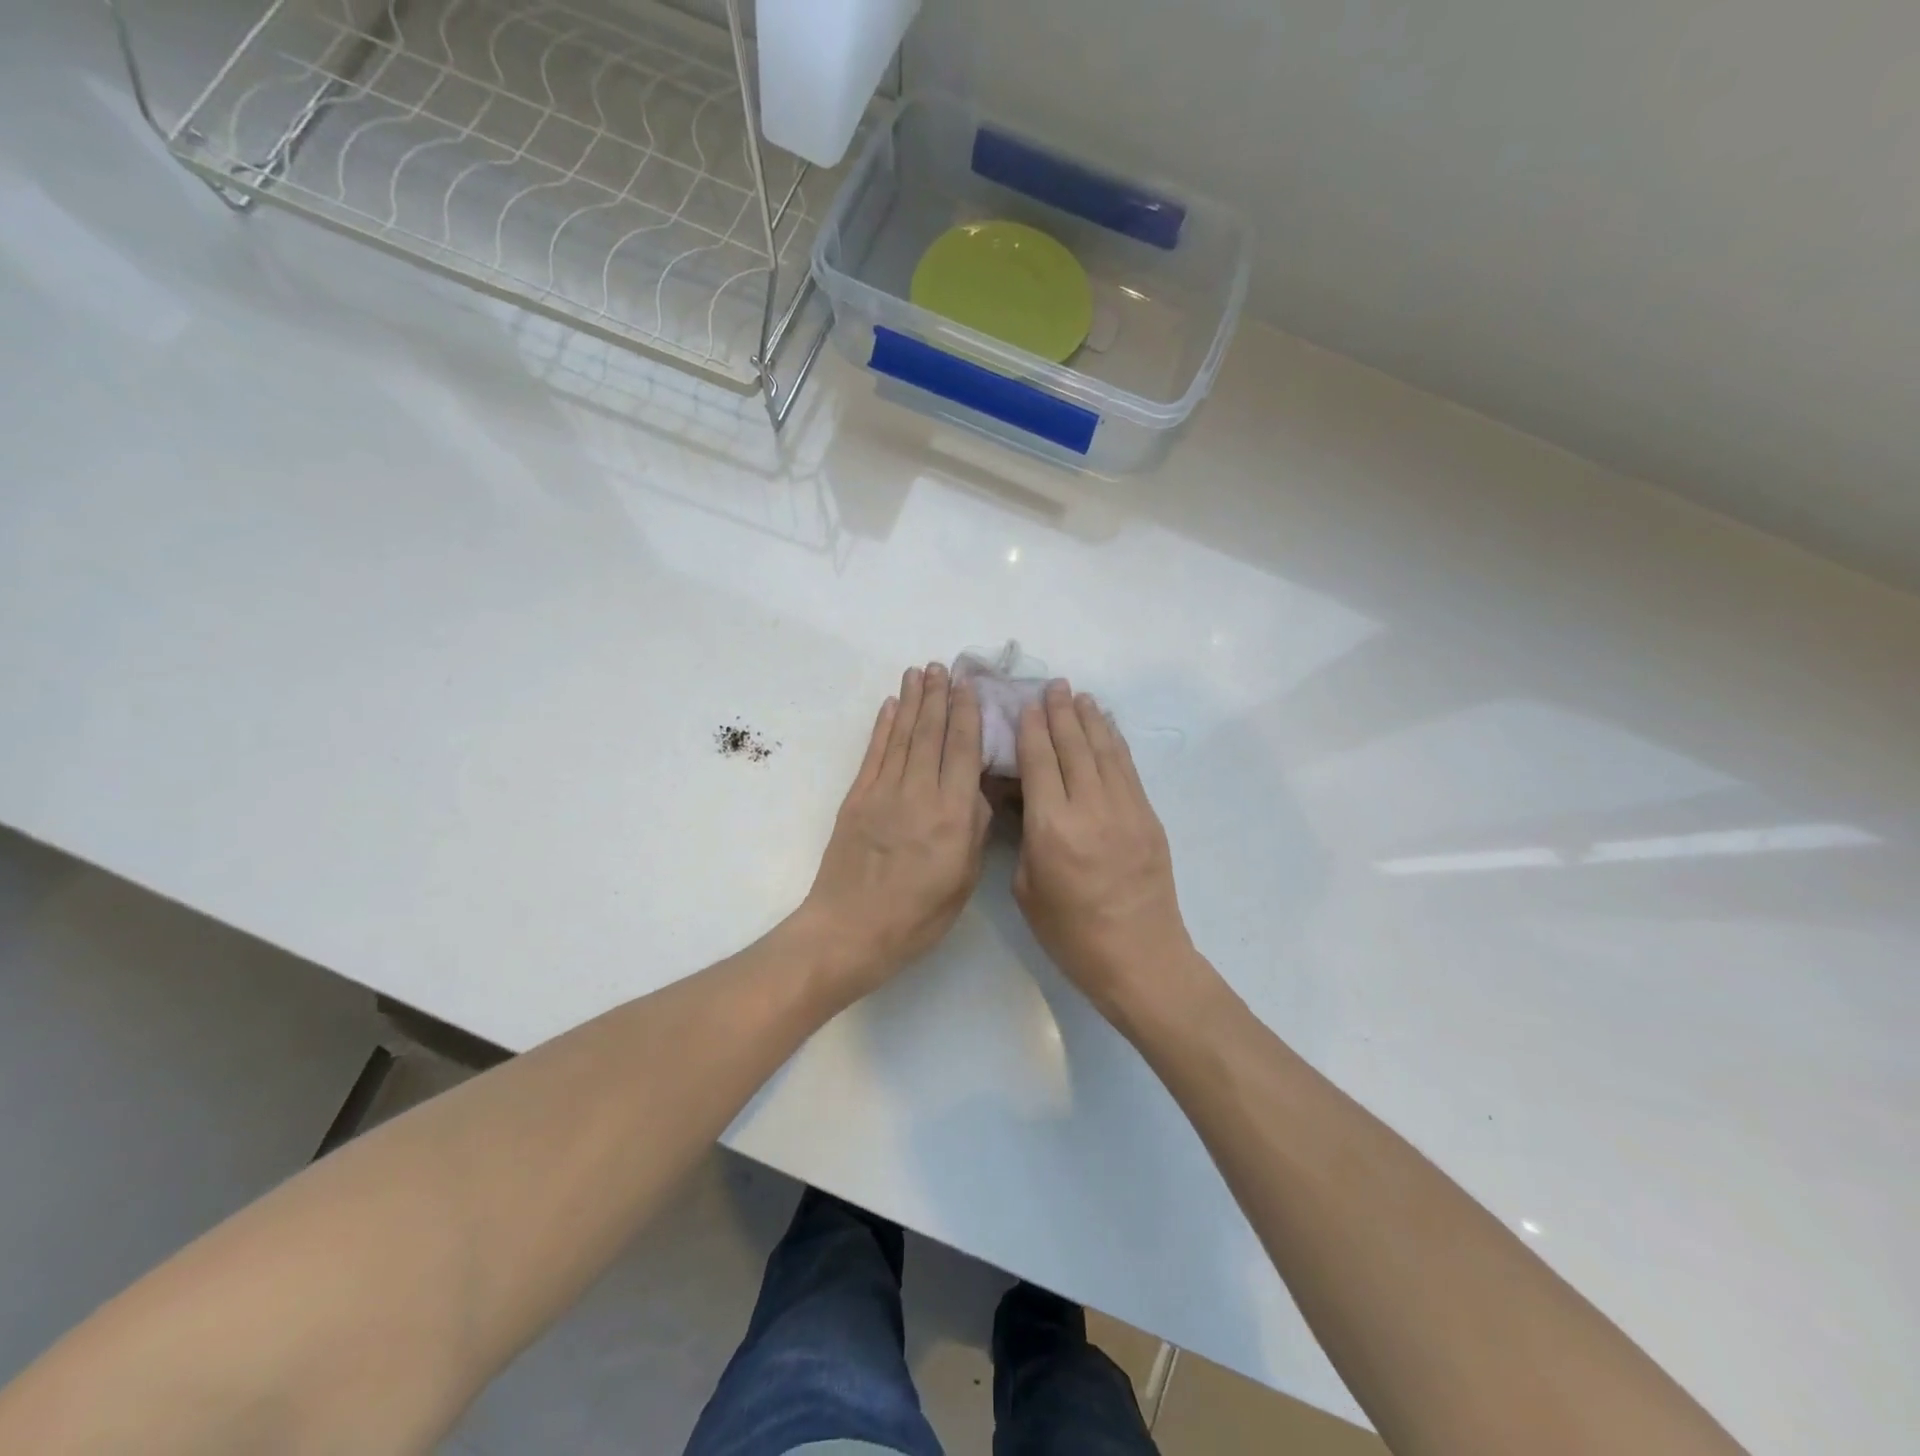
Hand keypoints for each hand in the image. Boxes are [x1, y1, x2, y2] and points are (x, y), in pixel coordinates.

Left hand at [798, 663, 991, 998]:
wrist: (850, 930)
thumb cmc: (916, 916)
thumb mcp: (963, 881)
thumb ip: (973, 829)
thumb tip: (976, 789)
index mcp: (951, 815)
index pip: (963, 751)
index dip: (966, 714)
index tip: (969, 685)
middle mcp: (919, 793)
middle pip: (931, 734)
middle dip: (938, 696)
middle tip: (942, 665)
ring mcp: (883, 792)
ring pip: (901, 736)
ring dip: (911, 702)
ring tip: (918, 673)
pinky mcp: (856, 799)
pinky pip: (873, 754)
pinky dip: (882, 727)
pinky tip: (890, 707)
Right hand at [1014, 681, 1195, 1017]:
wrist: (1139, 957)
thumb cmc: (1070, 933)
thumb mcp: (1027, 888)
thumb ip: (1024, 837)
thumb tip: (1023, 799)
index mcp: (1052, 827)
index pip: (1040, 762)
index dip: (1032, 729)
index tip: (1027, 704)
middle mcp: (1090, 807)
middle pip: (1074, 747)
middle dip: (1061, 713)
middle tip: (1053, 686)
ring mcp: (1125, 809)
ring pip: (1104, 751)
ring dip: (1090, 720)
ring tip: (1079, 696)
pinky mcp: (1148, 817)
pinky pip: (1128, 768)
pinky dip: (1115, 742)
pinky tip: (1106, 728)